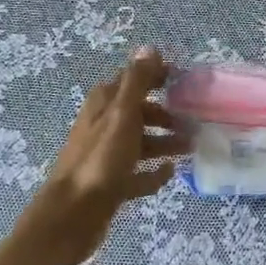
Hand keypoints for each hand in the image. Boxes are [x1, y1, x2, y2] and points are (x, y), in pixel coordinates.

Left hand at [21, 47, 188, 264]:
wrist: (70, 217)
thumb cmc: (99, 160)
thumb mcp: (121, 115)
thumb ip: (137, 81)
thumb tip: (150, 47)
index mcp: (104, 104)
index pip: (134, 80)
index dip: (158, 76)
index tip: (186, 80)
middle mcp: (104, 125)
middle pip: (140, 112)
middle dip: (166, 113)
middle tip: (195, 119)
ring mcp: (107, 156)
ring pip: (141, 142)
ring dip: (165, 142)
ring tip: (192, 147)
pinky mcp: (111, 184)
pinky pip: (138, 174)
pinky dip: (154, 172)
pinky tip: (172, 173)